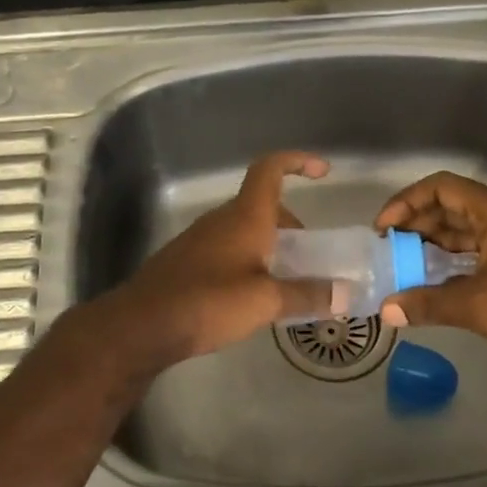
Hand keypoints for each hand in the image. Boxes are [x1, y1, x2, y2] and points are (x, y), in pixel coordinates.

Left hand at [100, 151, 334, 367]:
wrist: (143, 324)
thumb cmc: (209, 302)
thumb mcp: (265, 301)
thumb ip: (306, 295)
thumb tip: (343, 294)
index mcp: (245, 216)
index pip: (270, 169)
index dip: (297, 161)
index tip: (323, 171)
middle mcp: (222, 220)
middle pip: (262, 205)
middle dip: (290, 223)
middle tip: (309, 256)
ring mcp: (200, 239)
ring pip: (244, 229)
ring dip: (270, 245)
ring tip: (286, 281)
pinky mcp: (186, 261)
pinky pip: (227, 248)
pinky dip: (248, 260)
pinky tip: (252, 296)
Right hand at [373, 172, 486, 373]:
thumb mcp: (478, 306)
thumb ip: (428, 303)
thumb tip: (385, 310)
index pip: (441, 188)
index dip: (407, 202)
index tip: (383, 229)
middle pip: (450, 206)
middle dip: (415, 223)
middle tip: (387, 248)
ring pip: (464, 229)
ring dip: (432, 242)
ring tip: (402, 263)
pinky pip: (477, 249)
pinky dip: (451, 259)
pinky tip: (433, 279)